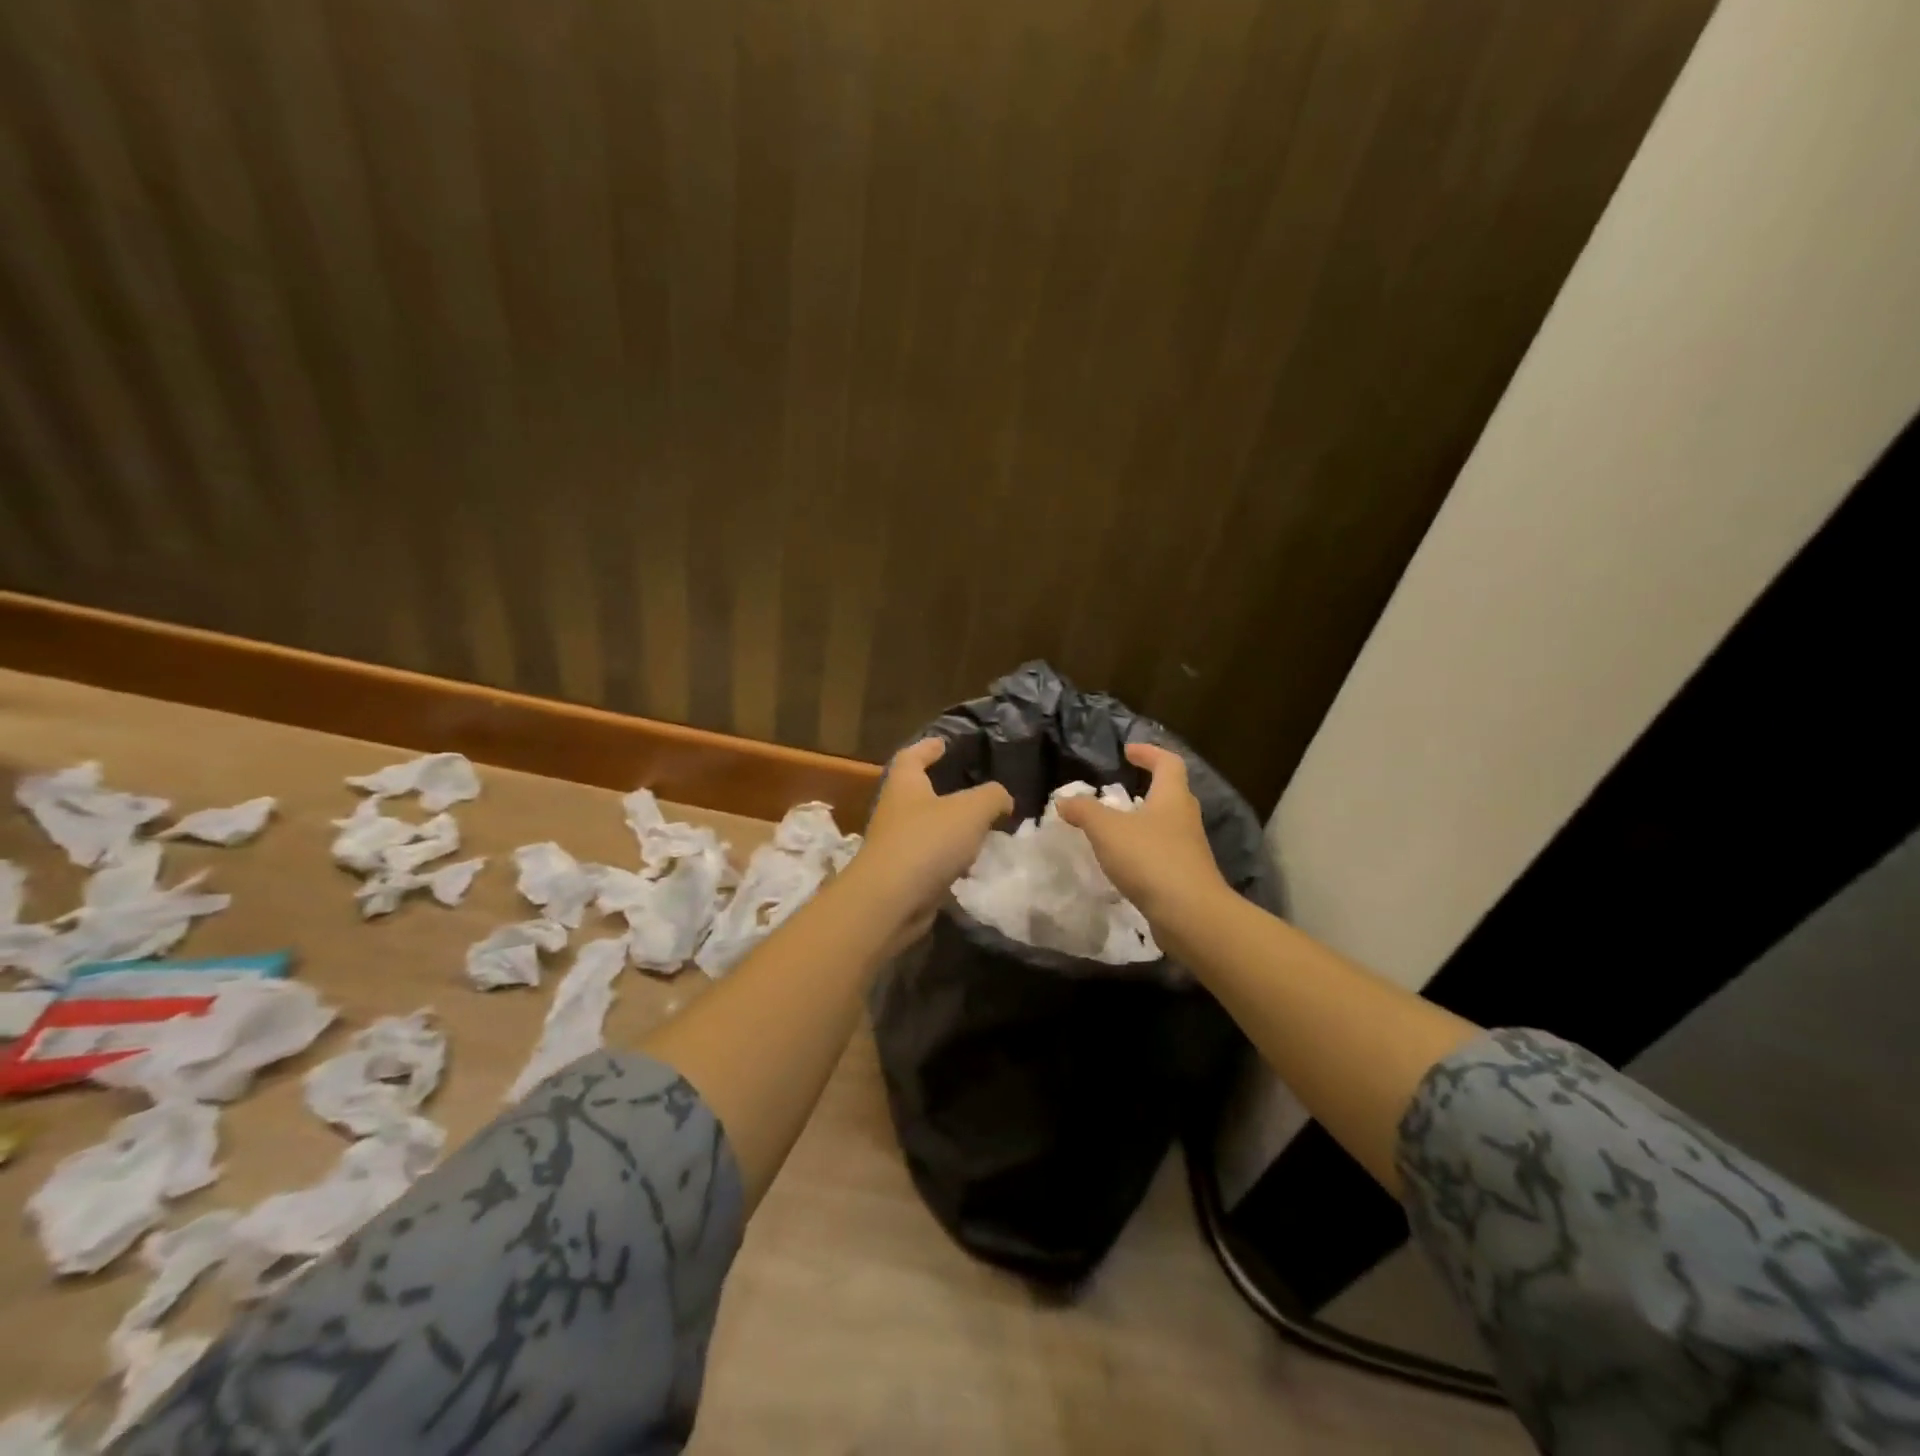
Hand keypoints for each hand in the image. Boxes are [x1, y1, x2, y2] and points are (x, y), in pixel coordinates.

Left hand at [852, 737, 1013, 950]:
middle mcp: (895, 810)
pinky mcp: (902, 875)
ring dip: (950, 828)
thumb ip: (993, 797)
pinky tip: (971, 863)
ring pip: (927, 828)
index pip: (912, 756)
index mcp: (904, 784)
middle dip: (943, 790)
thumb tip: (1002, 799)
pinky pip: (930, 859)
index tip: (943, 743)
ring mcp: (896, 845)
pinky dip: (949, 858)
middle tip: (973, 789)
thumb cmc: (928, 840)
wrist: (891, 900)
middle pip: (918, 793)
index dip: (928, 747)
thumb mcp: (972, 810)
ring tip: (981, 828)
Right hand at [1054, 743, 1229, 928]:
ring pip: (1167, 825)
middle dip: (1148, 787)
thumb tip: (1064, 800)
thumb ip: (1084, 811)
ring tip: (1116, 827)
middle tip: (1121, 790)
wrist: (1190, 915)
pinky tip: (1124, 861)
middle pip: (1171, 793)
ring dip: (1144, 821)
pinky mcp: (1185, 876)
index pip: (1168, 763)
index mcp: (1172, 797)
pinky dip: (1144, 849)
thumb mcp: (1107, 830)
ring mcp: (1189, 849)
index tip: (1128, 751)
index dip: (1149, 753)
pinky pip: (1163, 852)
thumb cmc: (1150, 859)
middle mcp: (1185, 818)